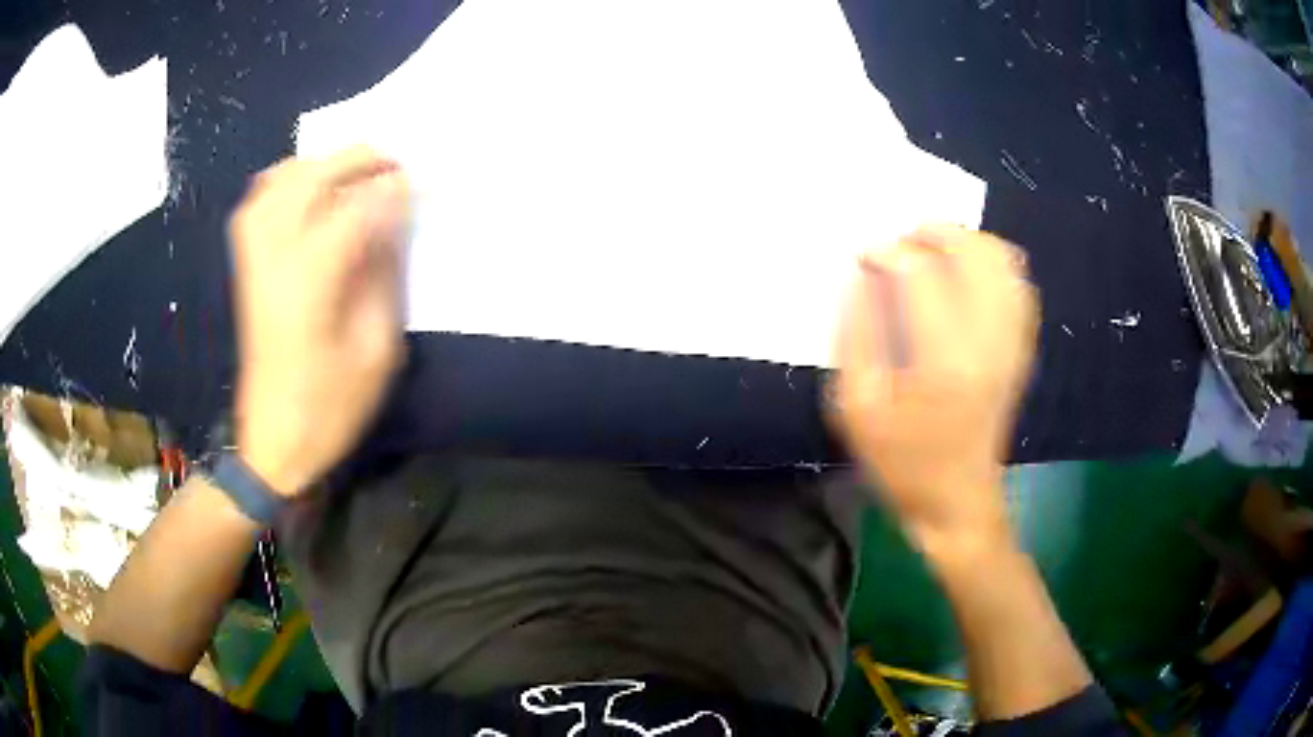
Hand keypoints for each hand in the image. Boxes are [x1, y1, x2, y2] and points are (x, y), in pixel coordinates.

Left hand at [230, 147, 411, 495]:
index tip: (418, 182)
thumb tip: (394, 216)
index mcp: (312, 280)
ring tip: (352, 175)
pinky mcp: (246, 267)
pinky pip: (258, 202)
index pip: (354, 207)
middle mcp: (275, 257)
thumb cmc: (332, 407)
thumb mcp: (377, 349)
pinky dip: (285, 183)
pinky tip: (308, 192)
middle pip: (310, 178)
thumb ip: (383, 273)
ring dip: (319, 166)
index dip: (389, 188)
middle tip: (391, 165)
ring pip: (279, 182)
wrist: (273, 441)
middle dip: (355, 161)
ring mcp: (254, 259)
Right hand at [831, 226, 1038, 552]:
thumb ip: (856, 335)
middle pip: (975, 253)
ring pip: (1004, 262)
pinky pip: (1019, 286)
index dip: (888, 252)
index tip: (864, 256)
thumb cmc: (902, 464)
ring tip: (933, 251)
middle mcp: (989, 342)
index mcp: (944, 361)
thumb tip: (862, 276)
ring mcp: (1012, 344)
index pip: (921, 274)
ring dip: (967, 242)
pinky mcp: (1021, 349)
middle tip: (902, 243)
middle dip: (934, 233)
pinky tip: (967, 274)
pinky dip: (994, 265)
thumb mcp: (857, 409)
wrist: (959, 503)